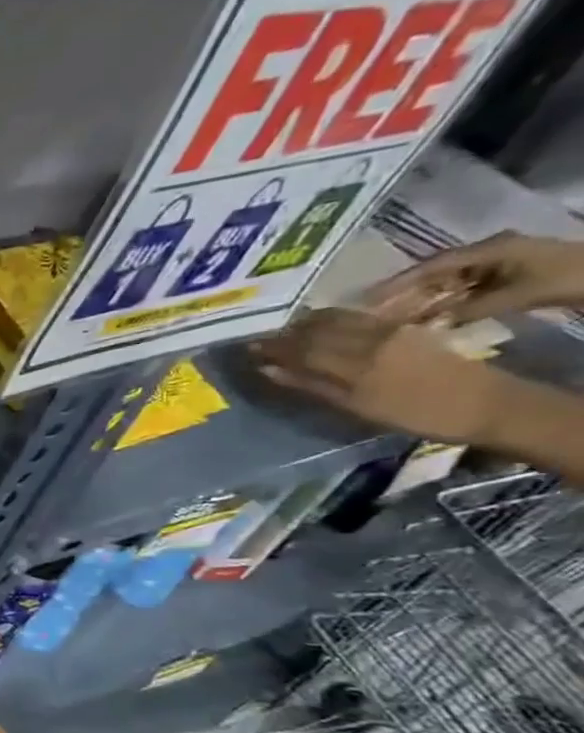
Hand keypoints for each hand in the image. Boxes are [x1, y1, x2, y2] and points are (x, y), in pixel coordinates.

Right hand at [253, 309, 508, 441]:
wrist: (486, 404)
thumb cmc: (418, 414)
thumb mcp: (359, 406)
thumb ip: (313, 385)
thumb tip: (269, 370)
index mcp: (353, 362)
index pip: (299, 348)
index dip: (271, 347)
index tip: (246, 348)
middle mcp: (368, 340)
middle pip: (316, 331)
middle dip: (284, 334)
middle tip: (259, 337)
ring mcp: (389, 331)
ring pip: (337, 320)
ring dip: (306, 323)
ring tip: (285, 328)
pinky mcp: (405, 329)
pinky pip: (359, 318)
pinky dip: (334, 319)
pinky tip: (324, 322)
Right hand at [366, 231, 583, 322]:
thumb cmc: (570, 278)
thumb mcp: (521, 294)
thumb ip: (473, 308)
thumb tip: (431, 324)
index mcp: (490, 249)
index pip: (433, 265)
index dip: (398, 282)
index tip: (367, 299)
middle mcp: (489, 254)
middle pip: (437, 275)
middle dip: (406, 294)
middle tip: (373, 314)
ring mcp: (499, 266)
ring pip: (449, 286)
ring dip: (426, 303)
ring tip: (395, 322)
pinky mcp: (506, 280)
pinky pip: (466, 294)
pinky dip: (447, 307)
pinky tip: (430, 322)